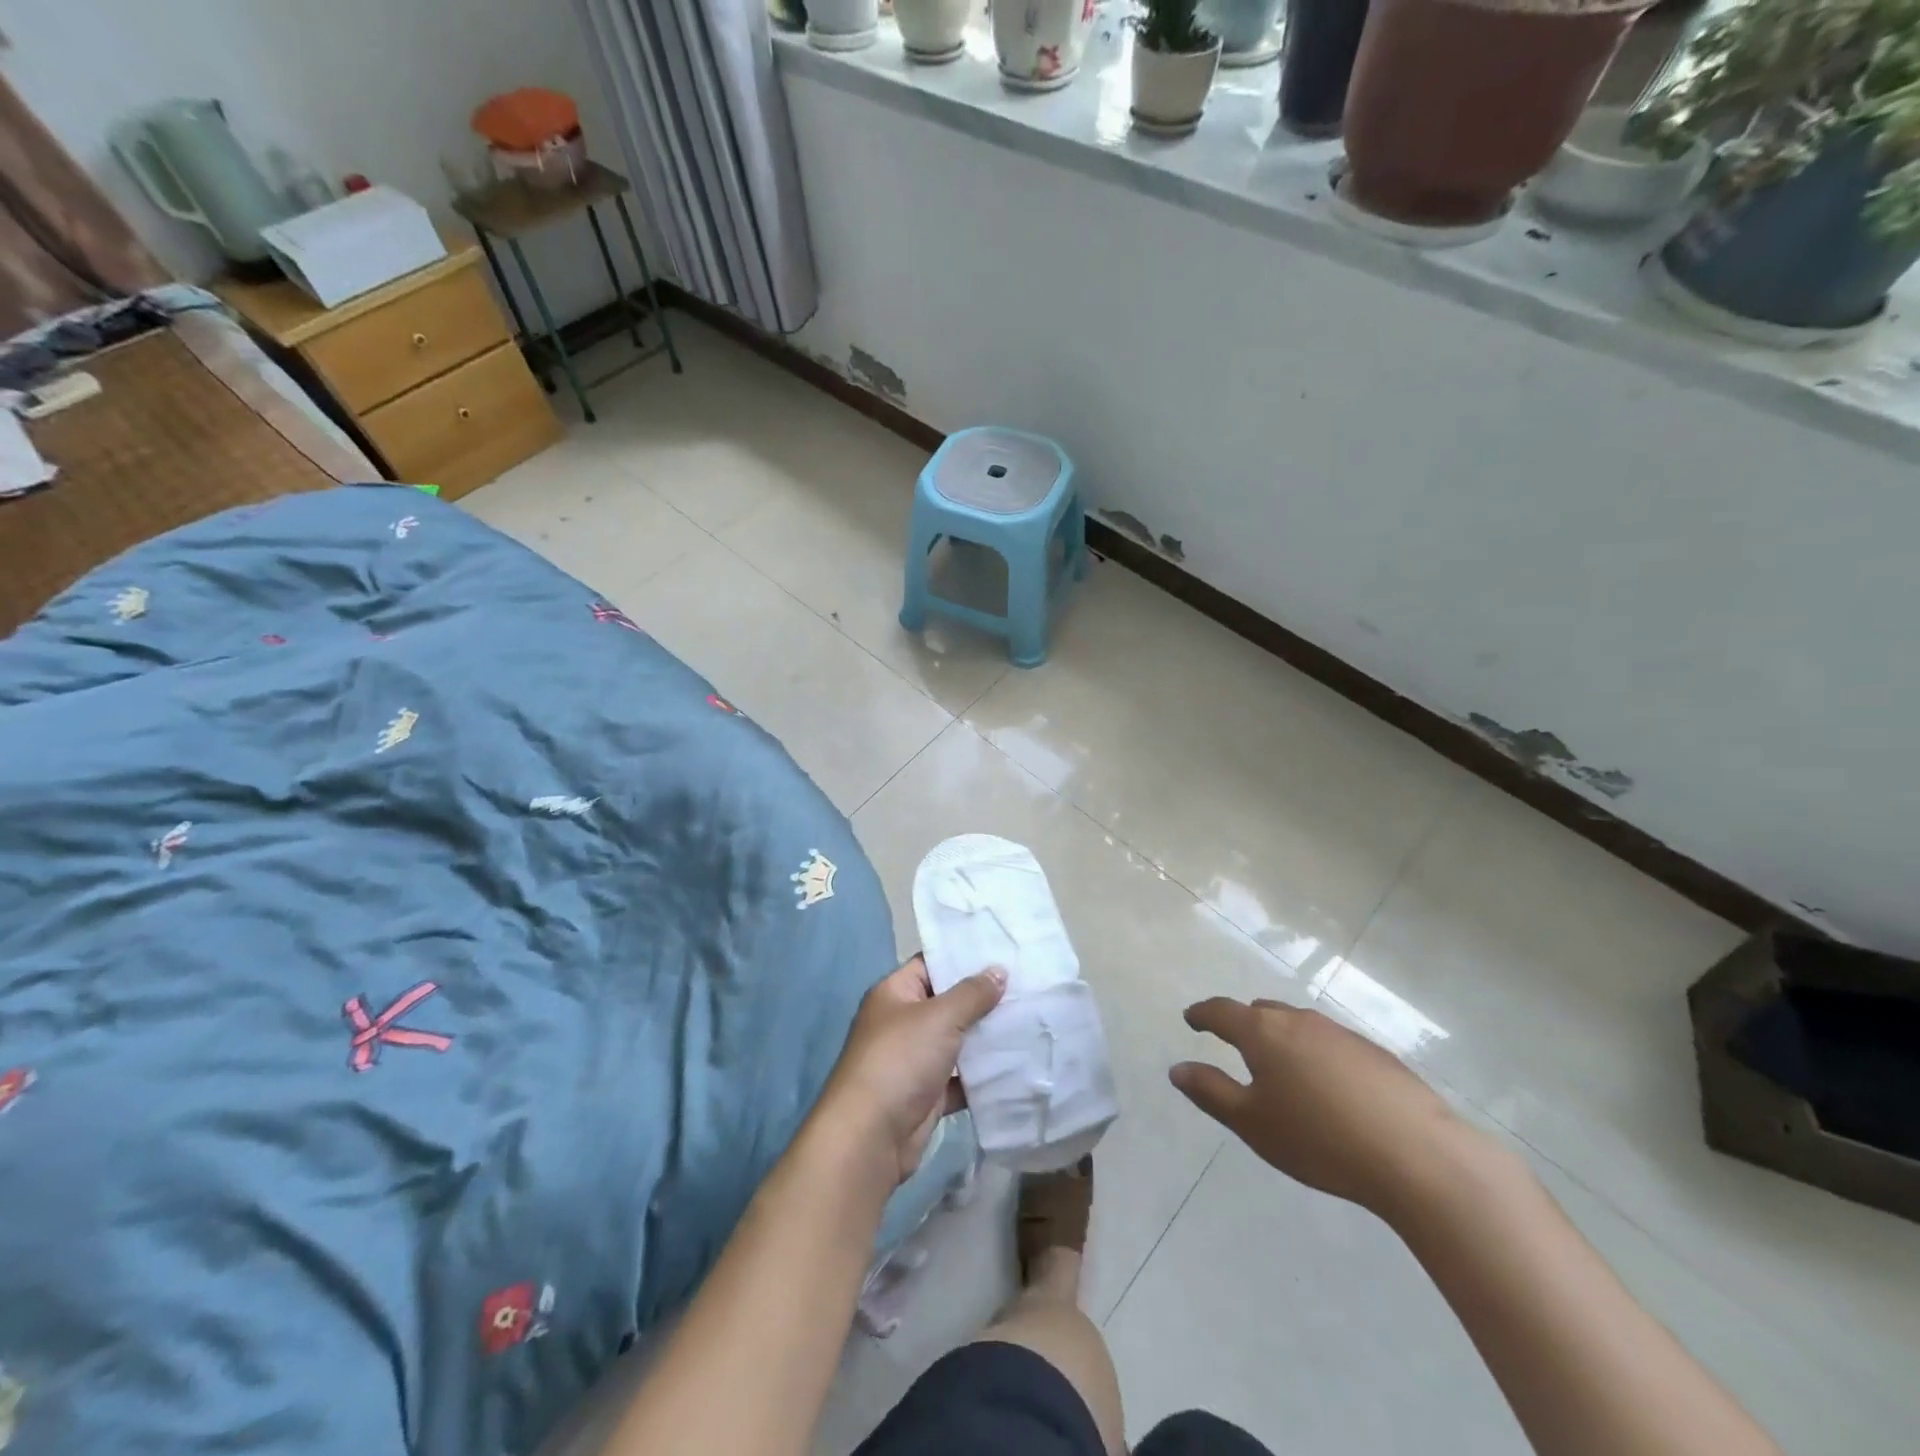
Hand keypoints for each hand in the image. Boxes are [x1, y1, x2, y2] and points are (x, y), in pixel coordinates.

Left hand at [816, 956, 1005, 1186]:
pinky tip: (1017, 1065)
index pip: (931, 964)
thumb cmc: (900, 1060)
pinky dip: (983, 1075)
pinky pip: (961, 1078)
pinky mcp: (927, 1094)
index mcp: (895, 993)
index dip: (963, 958)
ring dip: (986, 1037)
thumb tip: (998, 970)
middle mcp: (903, 1022)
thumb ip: (972, 994)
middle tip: (1027, 986)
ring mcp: (914, 1060)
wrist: (871, 1136)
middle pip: (948, 1003)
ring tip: (1030, 1019)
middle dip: (983, 998)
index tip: (1002, 952)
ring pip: (957, 1041)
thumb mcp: (939, 1017)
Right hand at [1170, 998, 1464, 1216]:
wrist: (1418, 1155)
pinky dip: (1316, 1054)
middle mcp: (1299, 1021)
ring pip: (1299, 1025)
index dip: (1202, 1014)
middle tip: (1235, 1045)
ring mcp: (1341, 1034)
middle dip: (1244, 1023)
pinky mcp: (1376, 1054)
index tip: (1191, 1019)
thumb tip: (1177, 1069)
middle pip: (1262, 1011)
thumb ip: (1211, 1092)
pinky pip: (1330, 1043)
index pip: (1222, 1011)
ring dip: (1282, 1038)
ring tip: (1282, 1069)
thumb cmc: (1319, 1139)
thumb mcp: (1252, 1123)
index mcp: (1263, 1033)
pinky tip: (1329, 1089)